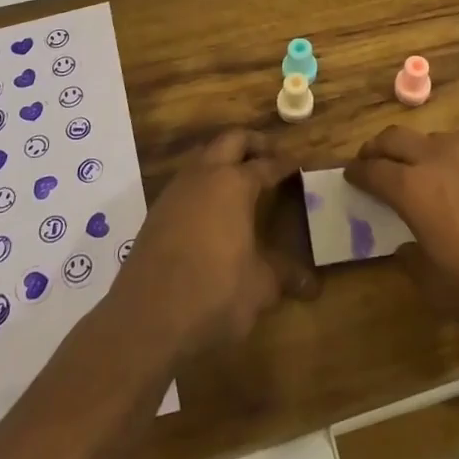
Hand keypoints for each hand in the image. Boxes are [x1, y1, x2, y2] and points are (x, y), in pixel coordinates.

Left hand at [113, 130, 316, 359]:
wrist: (146, 318)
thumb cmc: (214, 293)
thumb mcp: (259, 287)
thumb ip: (284, 277)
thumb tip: (313, 284)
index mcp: (235, 184)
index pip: (267, 164)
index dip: (285, 164)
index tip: (299, 163)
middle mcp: (205, 176)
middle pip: (231, 140)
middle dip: (253, 143)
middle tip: (271, 155)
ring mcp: (176, 191)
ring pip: (204, 157)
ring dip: (224, 159)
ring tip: (242, 178)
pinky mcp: (156, 212)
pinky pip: (186, 182)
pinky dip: (204, 183)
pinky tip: (212, 208)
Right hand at [346, 128, 458, 327]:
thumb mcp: (439, 289)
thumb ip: (413, 265)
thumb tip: (405, 248)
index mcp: (412, 188)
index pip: (373, 170)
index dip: (357, 172)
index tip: (350, 175)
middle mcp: (436, 158)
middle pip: (395, 138)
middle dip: (377, 147)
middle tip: (371, 160)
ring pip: (430, 137)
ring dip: (414, 148)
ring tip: (417, 168)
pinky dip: (448, 155)